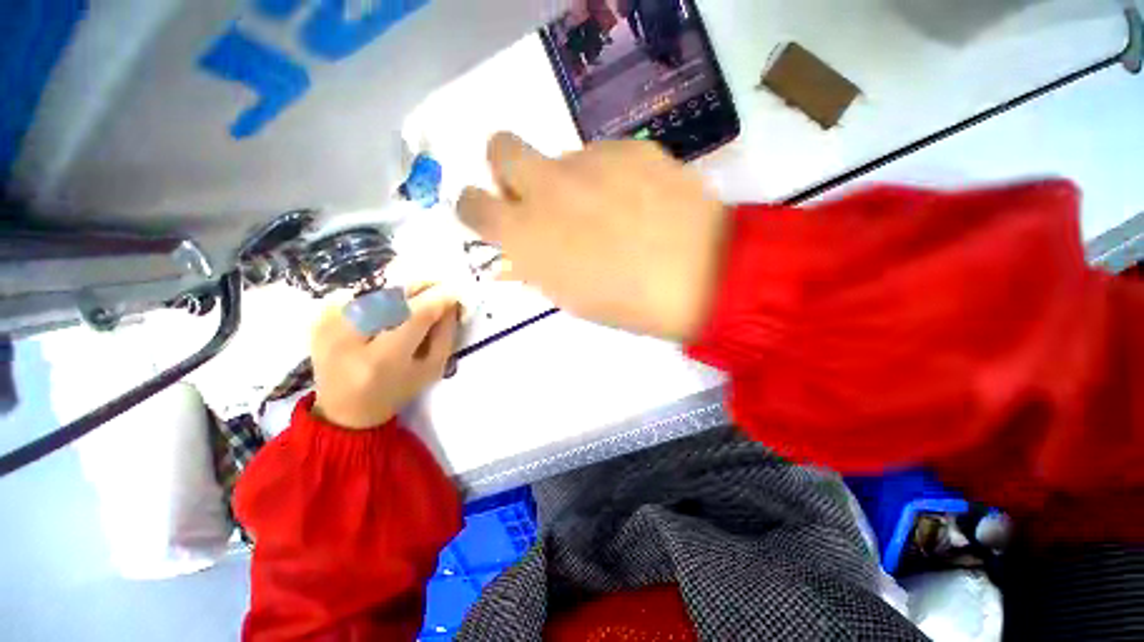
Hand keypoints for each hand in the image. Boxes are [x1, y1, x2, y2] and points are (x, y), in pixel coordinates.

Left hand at [311, 285, 459, 429]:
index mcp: (381, 360)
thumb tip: (451, 303)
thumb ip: (445, 334)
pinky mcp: (318, 320)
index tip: (454, 294)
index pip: (415, 316)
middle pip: (392, 297)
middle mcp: (349, 339)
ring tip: (413, 302)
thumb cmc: (396, 391)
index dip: (438, 299)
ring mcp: (328, 326)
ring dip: (400, 293)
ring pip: (375, 292)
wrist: (344, 410)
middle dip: (419, 289)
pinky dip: (376, 296)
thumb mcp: (432, 369)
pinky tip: (384, 310)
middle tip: (437, 288)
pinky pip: (356, 295)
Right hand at [458, 133, 726, 341]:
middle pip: (500, 147)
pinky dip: (610, 176)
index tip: (497, 216)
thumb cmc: (627, 303)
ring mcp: (589, 160)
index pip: (471, 203)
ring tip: (611, 213)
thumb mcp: (569, 296)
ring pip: (561, 157)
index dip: (478, 208)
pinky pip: (604, 156)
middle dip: (509, 169)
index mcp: (525, 235)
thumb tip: (523, 248)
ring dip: (570, 181)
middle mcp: (546, 188)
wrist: (700, 276)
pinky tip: (639, 202)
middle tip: (540, 197)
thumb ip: (537, 263)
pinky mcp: (630, 147)